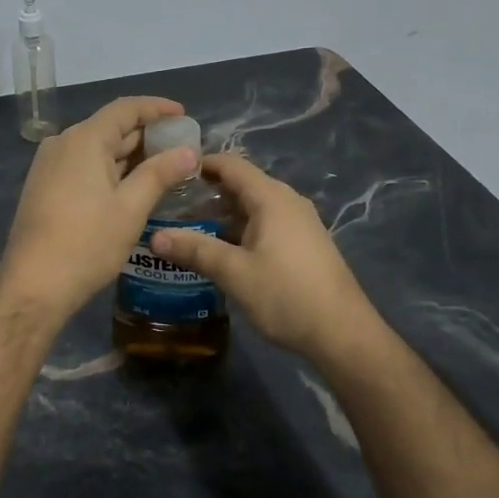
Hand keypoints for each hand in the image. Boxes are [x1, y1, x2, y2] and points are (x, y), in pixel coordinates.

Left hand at [0, 97, 199, 322]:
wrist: (34, 284)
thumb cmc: (87, 243)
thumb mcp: (131, 208)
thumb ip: (160, 173)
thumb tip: (189, 151)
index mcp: (85, 139)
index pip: (126, 108)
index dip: (156, 108)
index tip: (183, 115)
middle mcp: (63, 142)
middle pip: (111, 126)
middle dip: (147, 134)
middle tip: (181, 147)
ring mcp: (50, 164)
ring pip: (97, 147)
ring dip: (129, 154)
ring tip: (163, 166)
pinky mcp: (45, 185)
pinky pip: (83, 164)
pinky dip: (110, 168)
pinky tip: (131, 185)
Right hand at [150, 154, 384, 362]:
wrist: (344, 334)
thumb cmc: (287, 295)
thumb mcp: (234, 273)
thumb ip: (194, 250)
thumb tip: (154, 237)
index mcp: (271, 198)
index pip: (231, 165)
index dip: (200, 163)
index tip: (169, 171)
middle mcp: (287, 201)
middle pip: (241, 185)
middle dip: (206, 192)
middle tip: (170, 205)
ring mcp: (299, 223)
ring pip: (253, 207)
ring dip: (222, 215)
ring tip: (188, 229)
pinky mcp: (304, 244)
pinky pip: (265, 224)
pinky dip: (240, 229)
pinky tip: (222, 251)